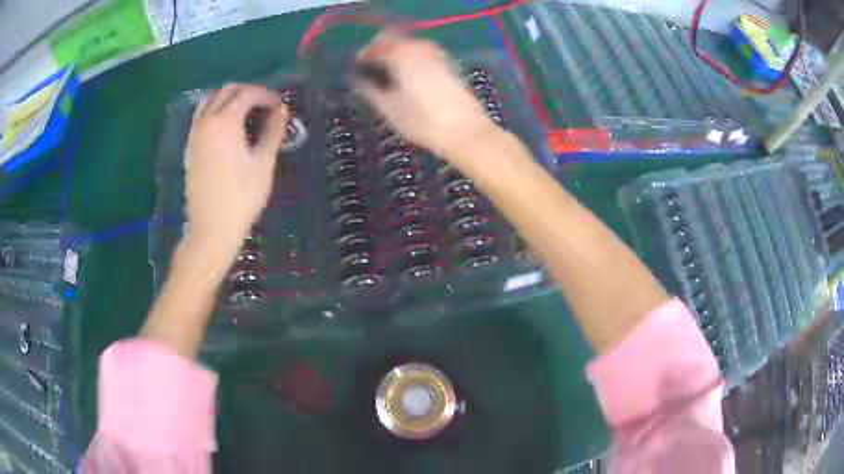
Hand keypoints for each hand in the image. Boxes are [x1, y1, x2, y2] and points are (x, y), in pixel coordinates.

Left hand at [185, 83, 287, 255]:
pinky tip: (228, 126)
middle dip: (248, 92)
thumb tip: (281, 110)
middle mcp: (206, 121)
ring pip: (210, 100)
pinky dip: (216, 110)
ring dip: (229, 98)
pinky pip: (202, 115)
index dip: (266, 95)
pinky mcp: (190, 146)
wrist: (211, 229)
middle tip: (265, 105)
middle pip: (226, 91)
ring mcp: (194, 133)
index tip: (280, 105)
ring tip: (246, 112)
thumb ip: (273, 131)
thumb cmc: (241, 197)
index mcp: (224, 122)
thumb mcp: (263, 163)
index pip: (247, 94)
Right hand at [355, 35, 498, 167]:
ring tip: (388, 76)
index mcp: (401, 54)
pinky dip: (410, 58)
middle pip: (392, 39)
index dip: (362, 58)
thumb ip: (369, 90)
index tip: (356, 71)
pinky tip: (407, 77)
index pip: (374, 47)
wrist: (466, 131)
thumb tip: (359, 81)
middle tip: (370, 71)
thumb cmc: (423, 121)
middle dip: (378, 51)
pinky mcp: (448, 63)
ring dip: (395, 54)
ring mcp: (436, 53)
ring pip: (408, 44)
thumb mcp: (389, 109)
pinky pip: (421, 52)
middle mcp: (419, 46)